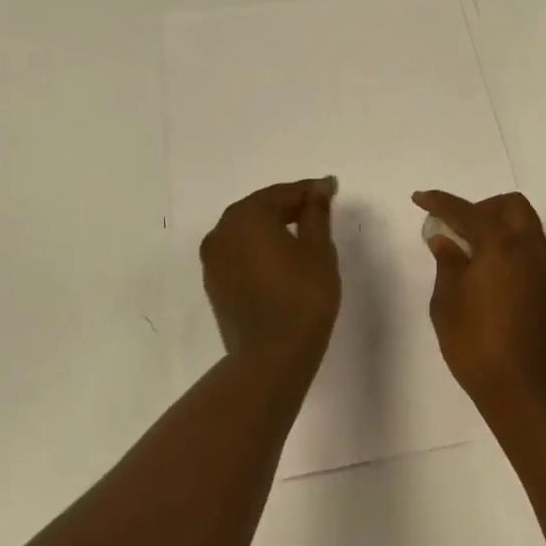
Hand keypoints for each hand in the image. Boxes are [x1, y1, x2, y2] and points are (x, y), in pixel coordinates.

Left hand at [200, 178, 340, 371]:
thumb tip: (318, 188)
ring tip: (302, 234)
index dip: (310, 191)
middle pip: (261, 207)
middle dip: (290, 206)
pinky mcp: (214, 282)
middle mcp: (223, 230)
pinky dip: (259, 248)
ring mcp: (213, 258)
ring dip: (272, 227)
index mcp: (248, 216)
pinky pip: (239, 252)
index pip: (284, 193)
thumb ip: (316, 213)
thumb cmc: (302, 297)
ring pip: (247, 230)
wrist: (271, 357)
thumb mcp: (318, 250)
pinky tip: (280, 259)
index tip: (332, 189)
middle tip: (319, 210)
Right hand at [412, 189, 545, 423]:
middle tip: (457, 228)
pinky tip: (493, 276)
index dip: (440, 202)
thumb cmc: (477, 345)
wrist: (527, 394)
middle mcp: (532, 249)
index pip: (466, 211)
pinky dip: (513, 250)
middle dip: (481, 208)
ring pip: (527, 228)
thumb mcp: (447, 303)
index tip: (420, 199)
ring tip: (472, 254)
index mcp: (502, 245)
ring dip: (500, 228)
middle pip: (511, 207)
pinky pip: (534, 253)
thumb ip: (447, 263)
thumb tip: (445, 240)